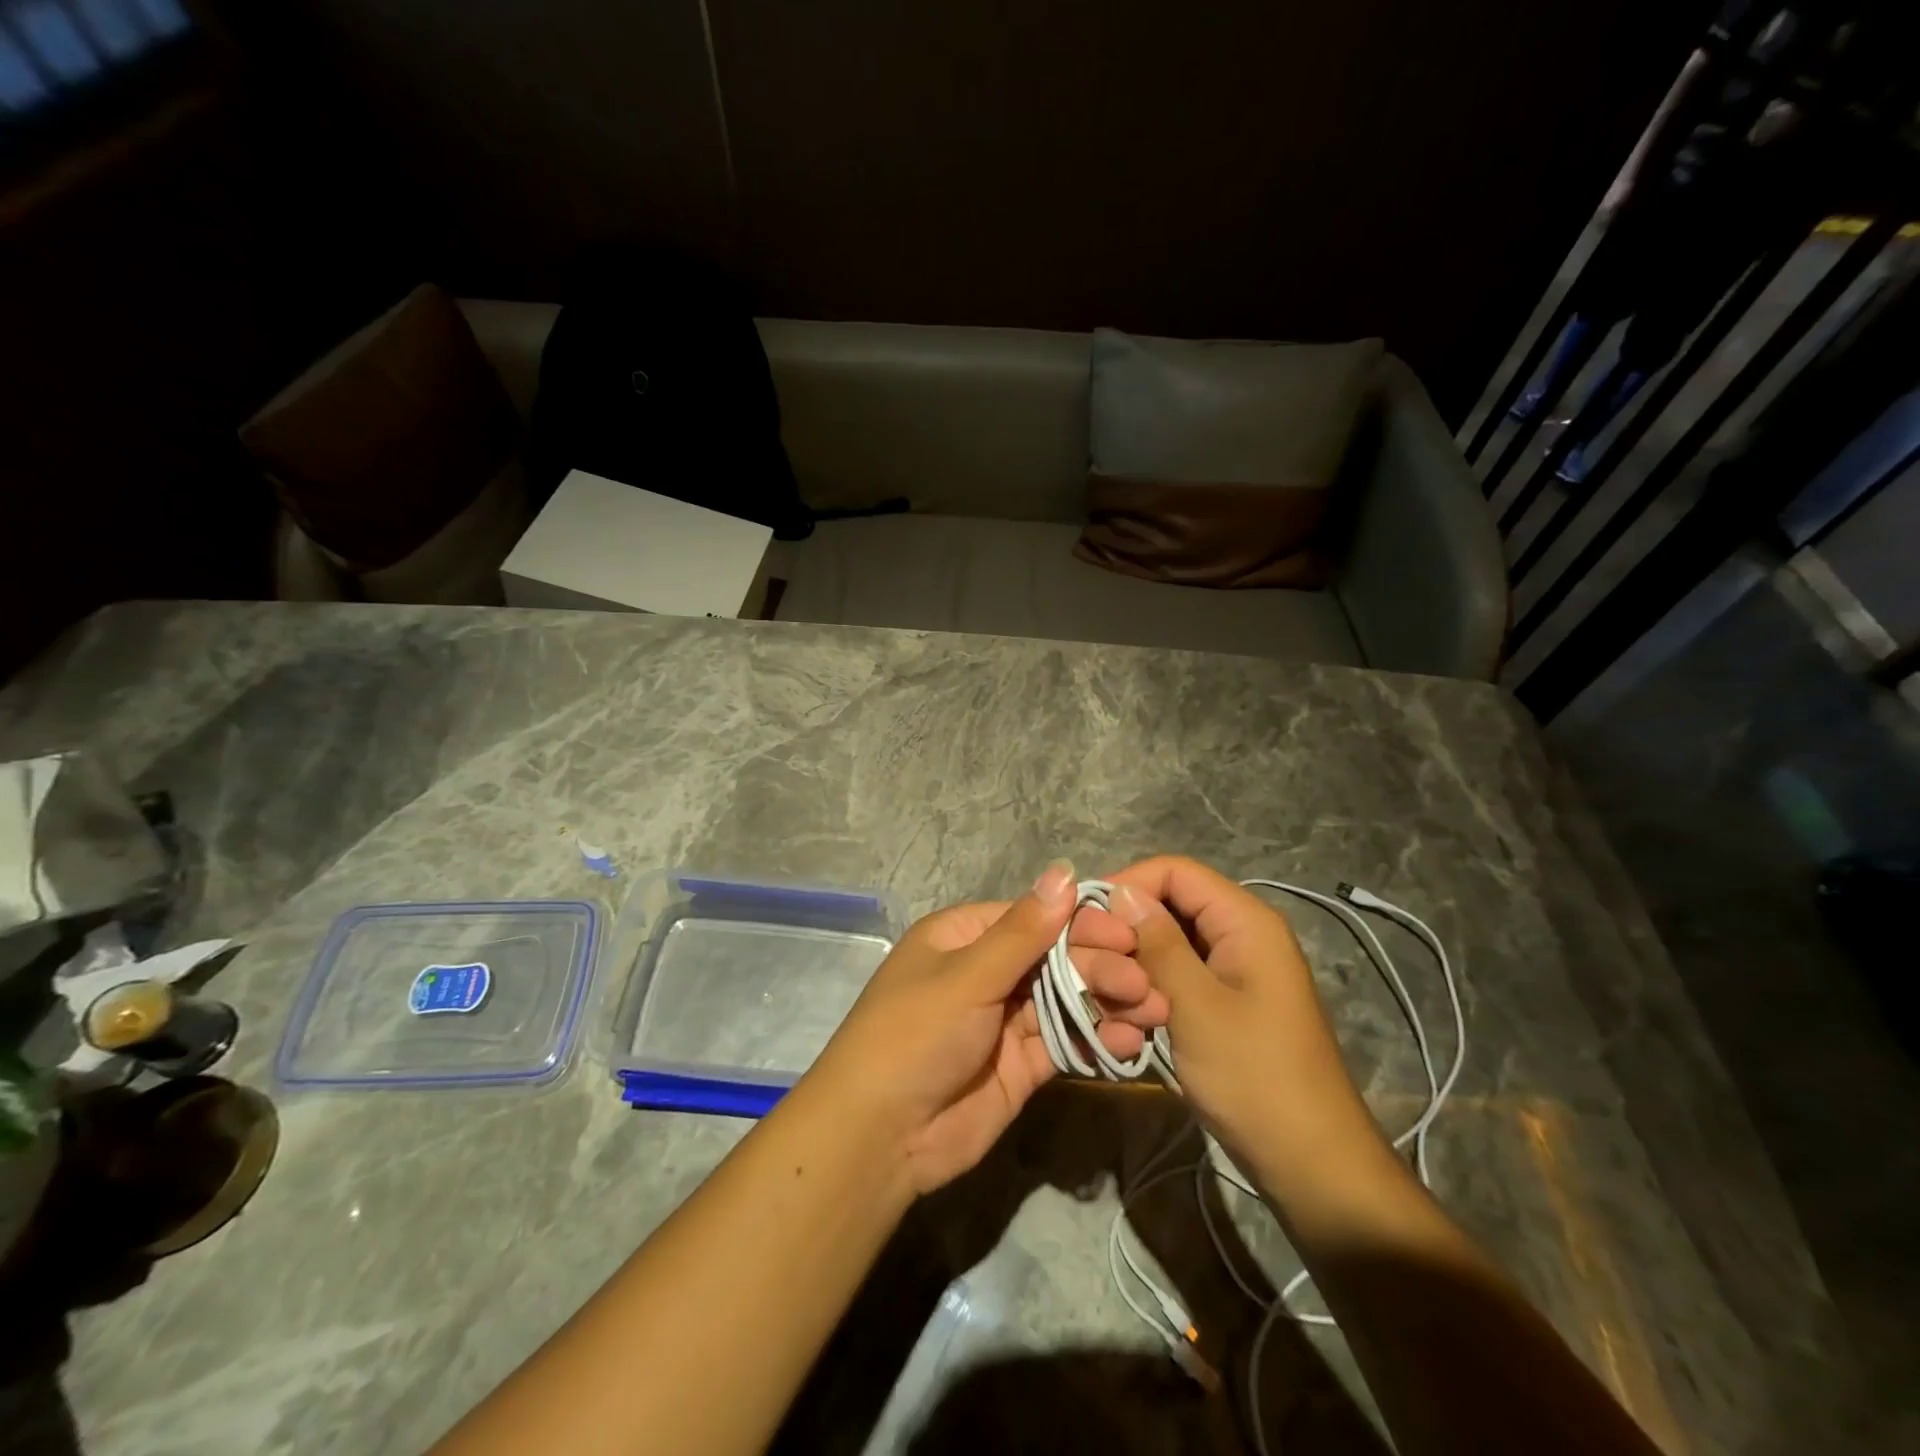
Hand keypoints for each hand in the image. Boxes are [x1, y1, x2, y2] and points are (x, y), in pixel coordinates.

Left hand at [811, 861, 1166, 1194]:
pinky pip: (1065, 1042)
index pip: (1033, 918)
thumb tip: (1064, 871)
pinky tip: (1131, 1042)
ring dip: (1109, 1002)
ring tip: (1154, 1009)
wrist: (880, 1137)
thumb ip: (1023, 931)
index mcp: (963, 938)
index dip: (1080, 923)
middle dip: (1101, 967)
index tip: (1128, 933)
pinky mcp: (1021, 1064)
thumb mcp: (967, 977)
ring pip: (1066, 999)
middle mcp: (986, 972)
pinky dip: (1098, 1040)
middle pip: (1054, 958)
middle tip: (1145, 982)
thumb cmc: (915, 1035)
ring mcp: (1004, 1020)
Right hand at [1105, 857, 1381, 1191]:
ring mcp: (1229, 972)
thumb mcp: (1196, 1004)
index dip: (1127, 886)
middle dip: (1126, 938)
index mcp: (1244, 921)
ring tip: (1121, 1013)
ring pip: (1163, 947)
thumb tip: (1120, 892)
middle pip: (1165, 908)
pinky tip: (1132, 1030)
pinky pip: (1173, 980)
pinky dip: (1148, 997)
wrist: (1308, 1163)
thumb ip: (1156, 942)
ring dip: (1134, 974)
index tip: (1087, 921)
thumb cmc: (1255, 1077)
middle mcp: (1237, 935)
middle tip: (1099, 977)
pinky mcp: (1220, 1004)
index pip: (1173, 871)